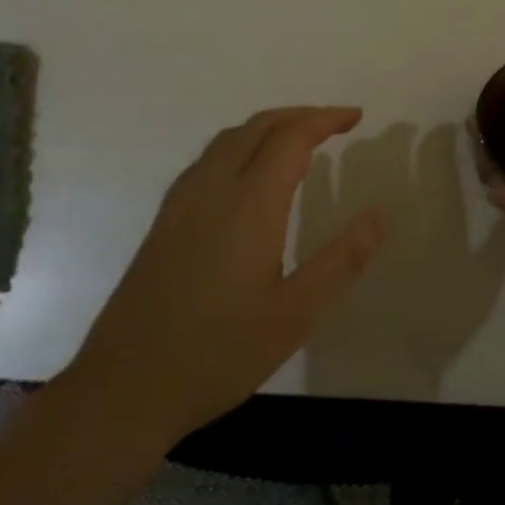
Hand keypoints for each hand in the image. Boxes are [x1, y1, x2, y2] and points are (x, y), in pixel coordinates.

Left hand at [65, 106, 385, 443]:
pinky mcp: (164, 220)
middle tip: (335, 123)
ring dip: (269, 127)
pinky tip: (248, 176)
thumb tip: (380, 214)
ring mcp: (183, 201)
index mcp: (250, 202)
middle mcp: (214, 187)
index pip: (292, 137)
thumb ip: (341, 260)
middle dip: (300, 115)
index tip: (355, 116)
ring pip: (229, 138)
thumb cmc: (218, 352)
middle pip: (259, 126)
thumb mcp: (295, 314)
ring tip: (298, 142)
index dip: (325, 119)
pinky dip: (241, 145)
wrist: (123, 388)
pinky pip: (209, 158)